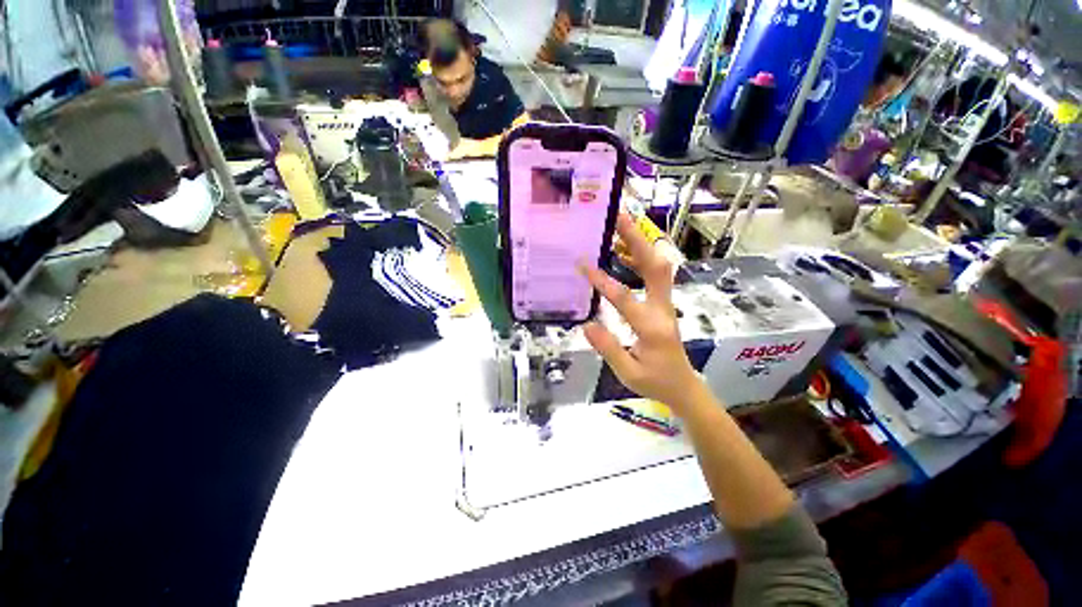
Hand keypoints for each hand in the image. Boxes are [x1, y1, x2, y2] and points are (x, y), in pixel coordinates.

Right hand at [580, 213, 705, 412]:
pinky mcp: (663, 303)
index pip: (625, 299)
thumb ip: (608, 349)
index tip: (583, 265)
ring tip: (619, 226)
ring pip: (658, 266)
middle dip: (637, 240)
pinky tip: (622, 253)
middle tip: (618, 218)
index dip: (603, 281)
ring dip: (640, 244)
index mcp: (651, 328)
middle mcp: (662, 309)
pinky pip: (655, 275)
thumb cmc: (656, 382)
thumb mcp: (629, 373)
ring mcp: (665, 303)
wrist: (684, 386)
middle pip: (655, 267)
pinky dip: (640, 258)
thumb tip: (587, 325)